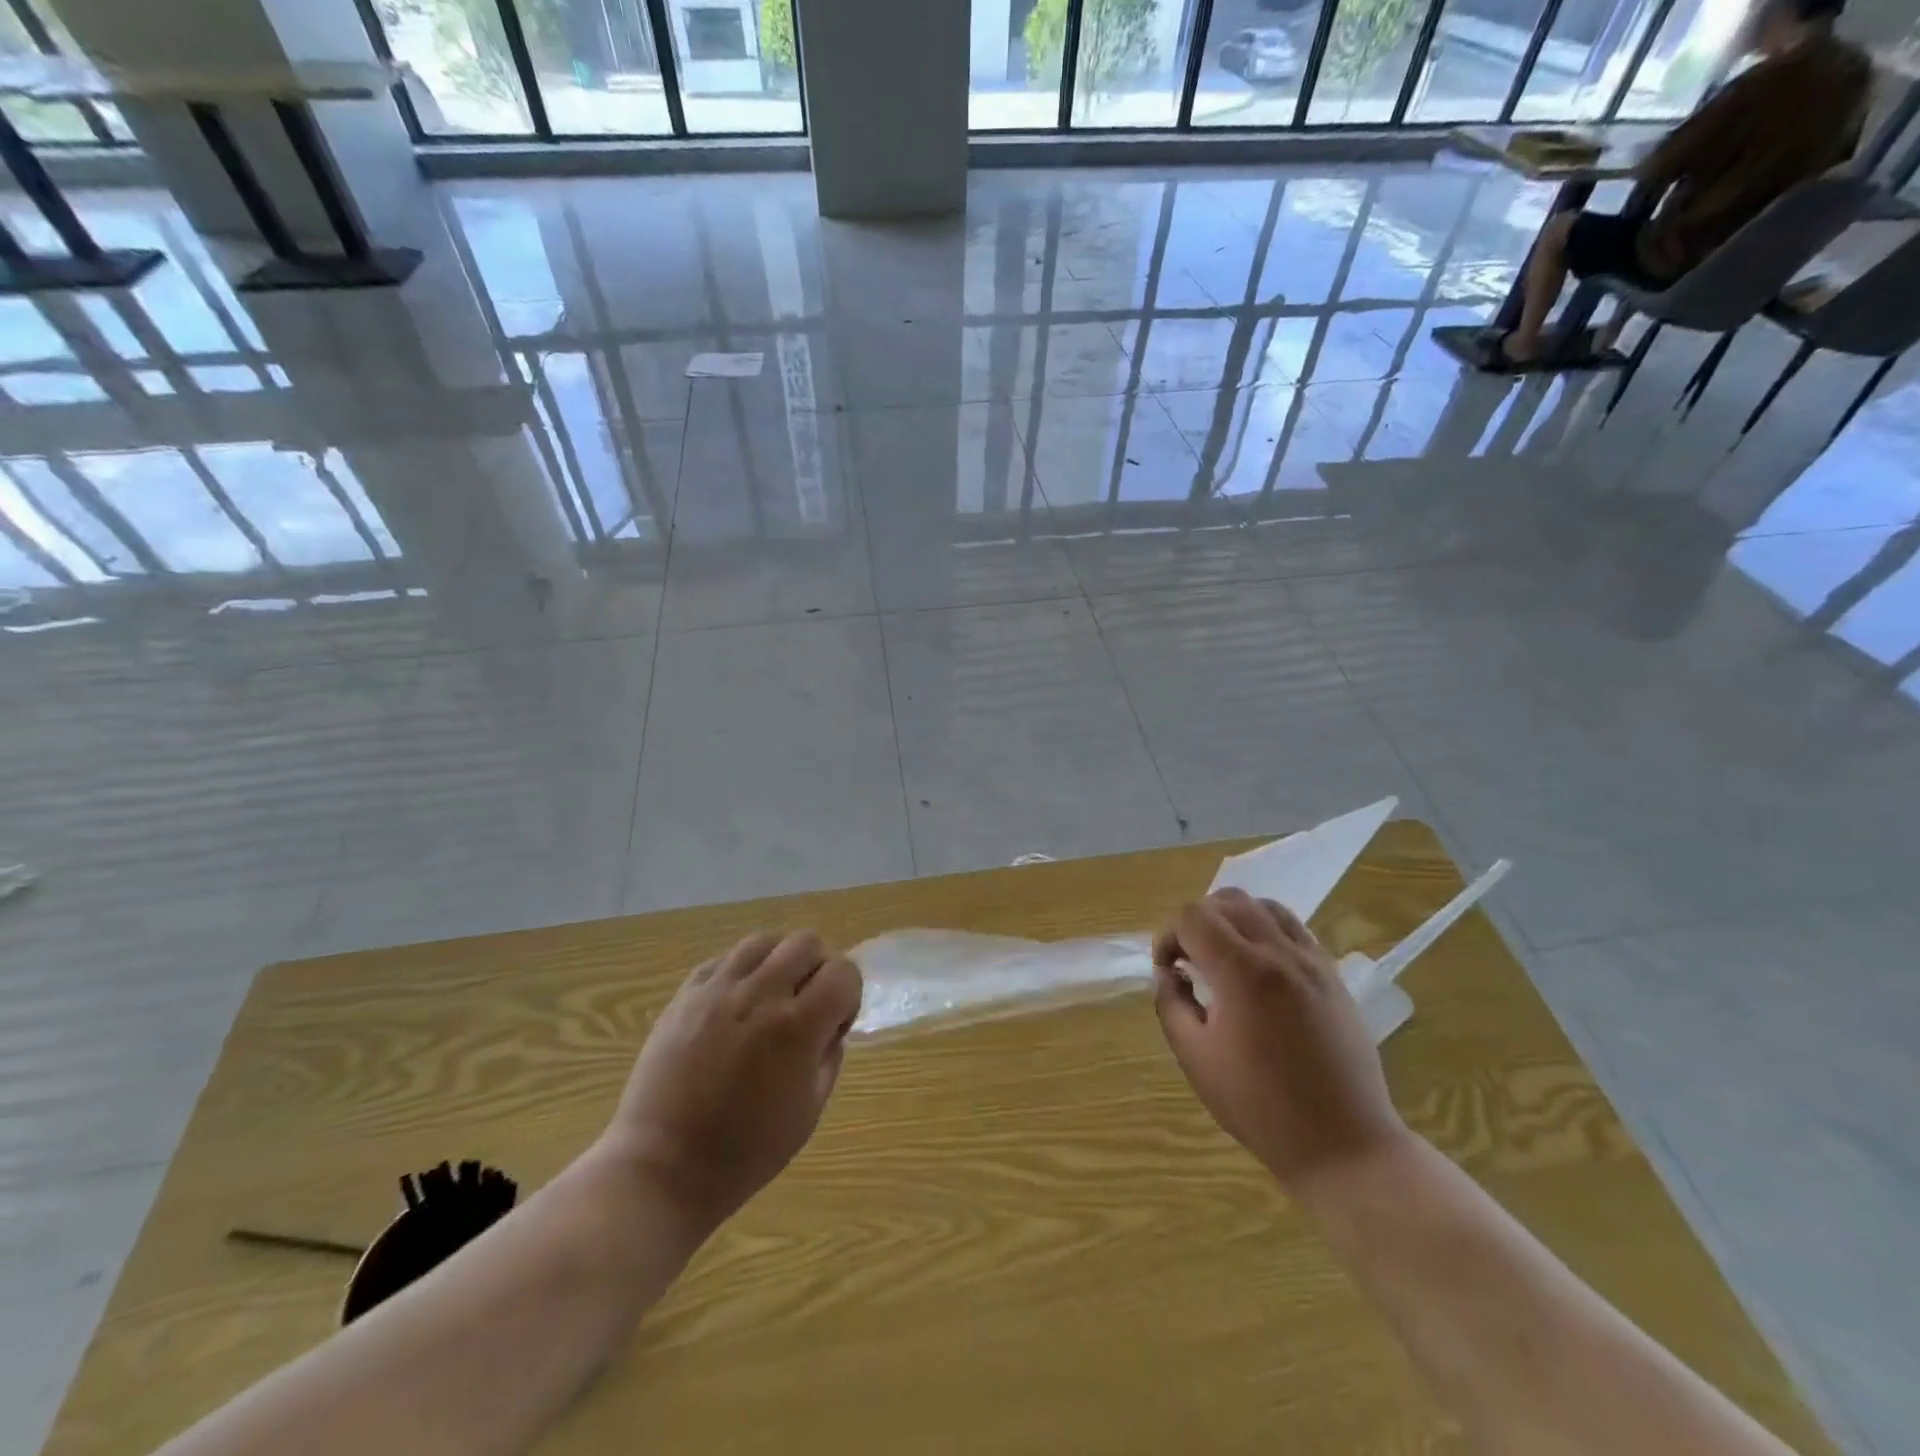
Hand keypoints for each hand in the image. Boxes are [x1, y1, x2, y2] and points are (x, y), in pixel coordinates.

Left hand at [599, 931, 861, 1234]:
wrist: (662, 1169)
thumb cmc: (744, 1153)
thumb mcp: (808, 1113)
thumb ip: (828, 1058)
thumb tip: (831, 1028)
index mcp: (797, 1027)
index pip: (843, 972)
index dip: (849, 993)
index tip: (837, 1022)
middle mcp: (759, 995)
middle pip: (807, 942)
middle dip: (819, 966)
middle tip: (809, 1003)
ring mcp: (717, 990)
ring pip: (764, 941)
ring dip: (780, 960)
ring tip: (773, 995)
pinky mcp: (684, 995)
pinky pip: (723, 960)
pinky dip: (740, 971)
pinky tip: (736, 1003)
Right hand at [1152, 889, 1407, 1199]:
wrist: (1343, 1144)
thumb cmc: (1260, 1107)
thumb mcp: (1196, 1059)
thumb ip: (1171, 1005)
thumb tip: (1167, 974)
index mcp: (1242, 972)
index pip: (1193, 916)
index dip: (1168, 936)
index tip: (1167, 970)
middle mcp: (1279, 952)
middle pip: (1227, 900)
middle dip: (1197, 921)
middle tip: (1190, 960)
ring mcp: (1312, 960)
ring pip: (1263, 905)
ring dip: (1233, 918)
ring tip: (1224, 955)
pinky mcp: (1332, 974)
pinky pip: (1293, 927)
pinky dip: (1266, 929)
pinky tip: (1259, 965)